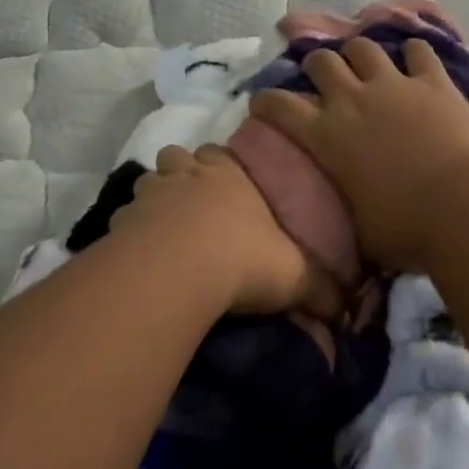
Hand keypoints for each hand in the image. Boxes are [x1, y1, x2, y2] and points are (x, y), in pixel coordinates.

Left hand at [112, 144, 331, 314]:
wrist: (182, 271)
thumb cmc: (246, 259)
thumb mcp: (296, 276)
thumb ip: (322, 290)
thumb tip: (347, 313)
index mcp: (230, 176)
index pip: (222, 155)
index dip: (221, 167)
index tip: (227, 186)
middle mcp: (188, 175)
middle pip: (177, 157)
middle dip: (182, 173)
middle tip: (192, 203)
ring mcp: (150, 195)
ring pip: (147, 182)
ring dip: (153, 198)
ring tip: (164, 227)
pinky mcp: (122, 222)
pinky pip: (123, 220)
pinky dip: (129, 231)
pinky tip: (138, 254)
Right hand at [248, 37, 468, 273]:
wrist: (460, 206)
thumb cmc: (403, 228)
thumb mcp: (358, 230)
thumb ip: (346, 212)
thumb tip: (345, 228)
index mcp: (325, 136)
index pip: (279, 106)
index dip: (265, 101)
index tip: (262, 103)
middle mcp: (352, 100)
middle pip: (321, 61)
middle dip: (316, 65)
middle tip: (322, 77)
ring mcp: (394, 85)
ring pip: (364, 47)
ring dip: (359, 53)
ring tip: (364, 63)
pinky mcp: (434, 82)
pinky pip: (419, 50)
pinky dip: (414, 52)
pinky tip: (415, 59)